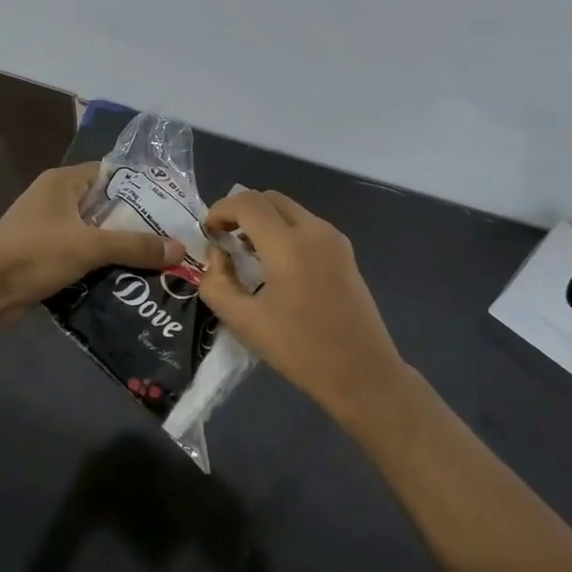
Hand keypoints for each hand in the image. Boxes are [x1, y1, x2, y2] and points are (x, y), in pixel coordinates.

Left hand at [0, 163, 184, 309]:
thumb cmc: (34, 253)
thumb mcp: (90, 246)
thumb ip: (135, 246)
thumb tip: (180, 249)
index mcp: (63, 182)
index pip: (111, 173)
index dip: (141, 187)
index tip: (171, 206)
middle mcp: (56, 200)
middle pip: (106, 205)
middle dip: (136, 222)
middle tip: (171, 237)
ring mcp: (48, 228)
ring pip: (95, 233)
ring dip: (120, 247)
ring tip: (157, 260)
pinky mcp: (44, 256)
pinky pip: (82, 254)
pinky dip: (101, 264)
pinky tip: (128, 278)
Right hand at [198, 189, 411, 420]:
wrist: (362, 373)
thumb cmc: (300, 350)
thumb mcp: (245, 322)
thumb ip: (217, 283)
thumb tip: (216, 255)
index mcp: (288, 245)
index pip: (247, 202)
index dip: (220, 209)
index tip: (209, 233)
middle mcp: (314, 230)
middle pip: (270, 198)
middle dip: (241, 210)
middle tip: (224, 238)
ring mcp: (334, 239)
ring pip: (290, 210)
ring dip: (263, 220)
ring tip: (246, 252)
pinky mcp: (345, 252)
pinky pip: (307, 225)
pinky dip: (284, 230)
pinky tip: (275, 264)